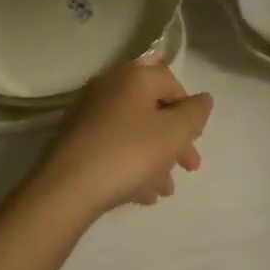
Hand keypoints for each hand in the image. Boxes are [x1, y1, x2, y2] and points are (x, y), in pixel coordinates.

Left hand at [33, 61, 213, 219]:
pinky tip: (141, 194)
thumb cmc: (128, 153)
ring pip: (133, 129)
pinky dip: (130, 162)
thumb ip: (194, 114)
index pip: (172, 83)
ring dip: (154, 156)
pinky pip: (113, 144)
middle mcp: (110, 84)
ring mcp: (89, 111)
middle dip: (173, 139)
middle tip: (188, 168)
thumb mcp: (173, 134)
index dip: (188, 112)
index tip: (195, 142)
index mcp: (135, 75)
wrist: (65, 188)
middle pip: (152, 108)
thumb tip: (205, 98)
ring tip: (165, 190)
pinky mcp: (75, 138)